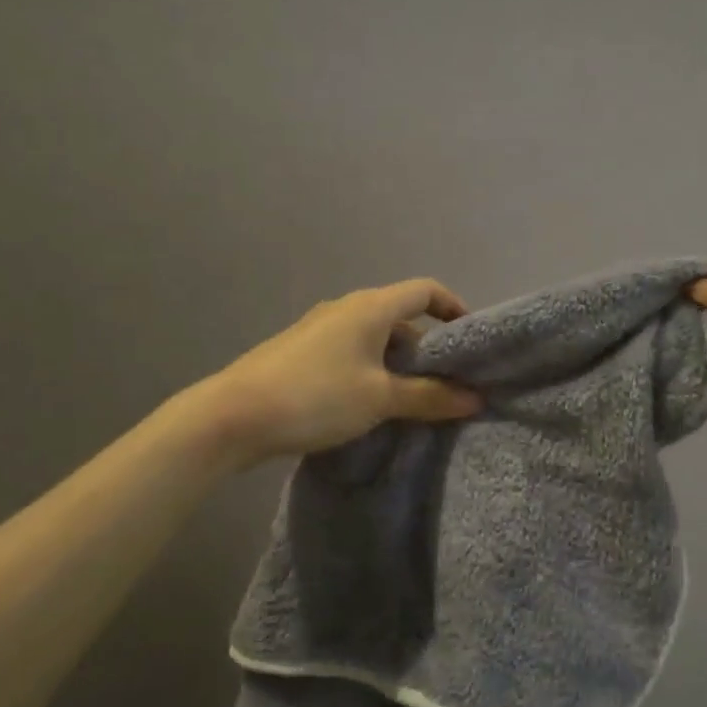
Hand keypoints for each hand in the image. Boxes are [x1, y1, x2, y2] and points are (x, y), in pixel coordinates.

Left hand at [192, 279, 482, 468]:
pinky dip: (372, 370)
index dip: (454, 307)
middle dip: (428, 347)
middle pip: (400, 316)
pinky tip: (370, 405)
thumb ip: (430, 397)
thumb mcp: (380, 399)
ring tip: (413, 400)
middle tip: (447, 382)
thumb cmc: (316, 396)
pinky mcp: (300, 353)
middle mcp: (345, 308)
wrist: (231, 417)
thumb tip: (475, 398)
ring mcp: (318, 329)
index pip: (425, 290)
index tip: (470, 340)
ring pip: (374, 338)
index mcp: (370, 307)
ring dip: (398, 363)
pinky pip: (351, 353)